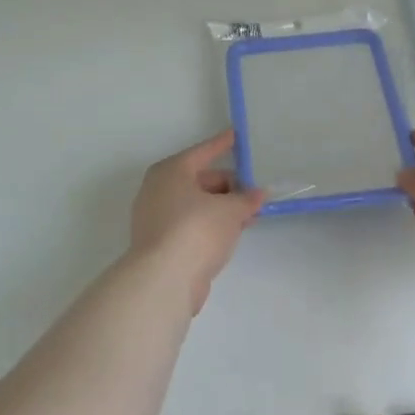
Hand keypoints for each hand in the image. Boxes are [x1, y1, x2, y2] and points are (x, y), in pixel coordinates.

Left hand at [128, 130, 265, 313]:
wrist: (164, 279)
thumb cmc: (196, 230)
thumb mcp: (230, 210)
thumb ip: (247, 199)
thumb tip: (259, 194)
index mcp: (171, 172)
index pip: (203, 152)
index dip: (222, 144)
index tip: (236, 135)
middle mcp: (158, 190)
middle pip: (200, 180)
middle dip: (230, 186)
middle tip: (255, 195)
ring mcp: (156, 218)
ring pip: (197, 205)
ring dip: (223, 209)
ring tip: (249, 216)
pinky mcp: (160, 243)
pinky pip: (191, 225)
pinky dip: (210, 225)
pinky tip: (231, 234)